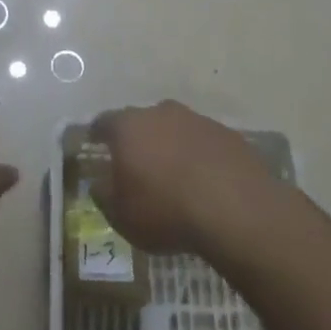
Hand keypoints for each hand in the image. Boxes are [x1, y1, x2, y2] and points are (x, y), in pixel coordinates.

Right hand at [88, 101, 275, 254]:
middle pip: (142, 121)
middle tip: (137, 163)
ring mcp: (197, 120)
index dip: (97, 133)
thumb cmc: (166, 211)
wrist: (235, 209)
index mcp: (129, 127)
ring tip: (174, 175)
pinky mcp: (227, 134)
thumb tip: (98, 183)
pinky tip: (205, 181)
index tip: (94, 143)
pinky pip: (203, 142)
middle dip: (138, 139)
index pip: (104, 122)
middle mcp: (161, 113)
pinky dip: (199, 156)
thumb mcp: (122, 216)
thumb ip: (104, 196)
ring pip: (175, 129)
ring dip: (171, 146)